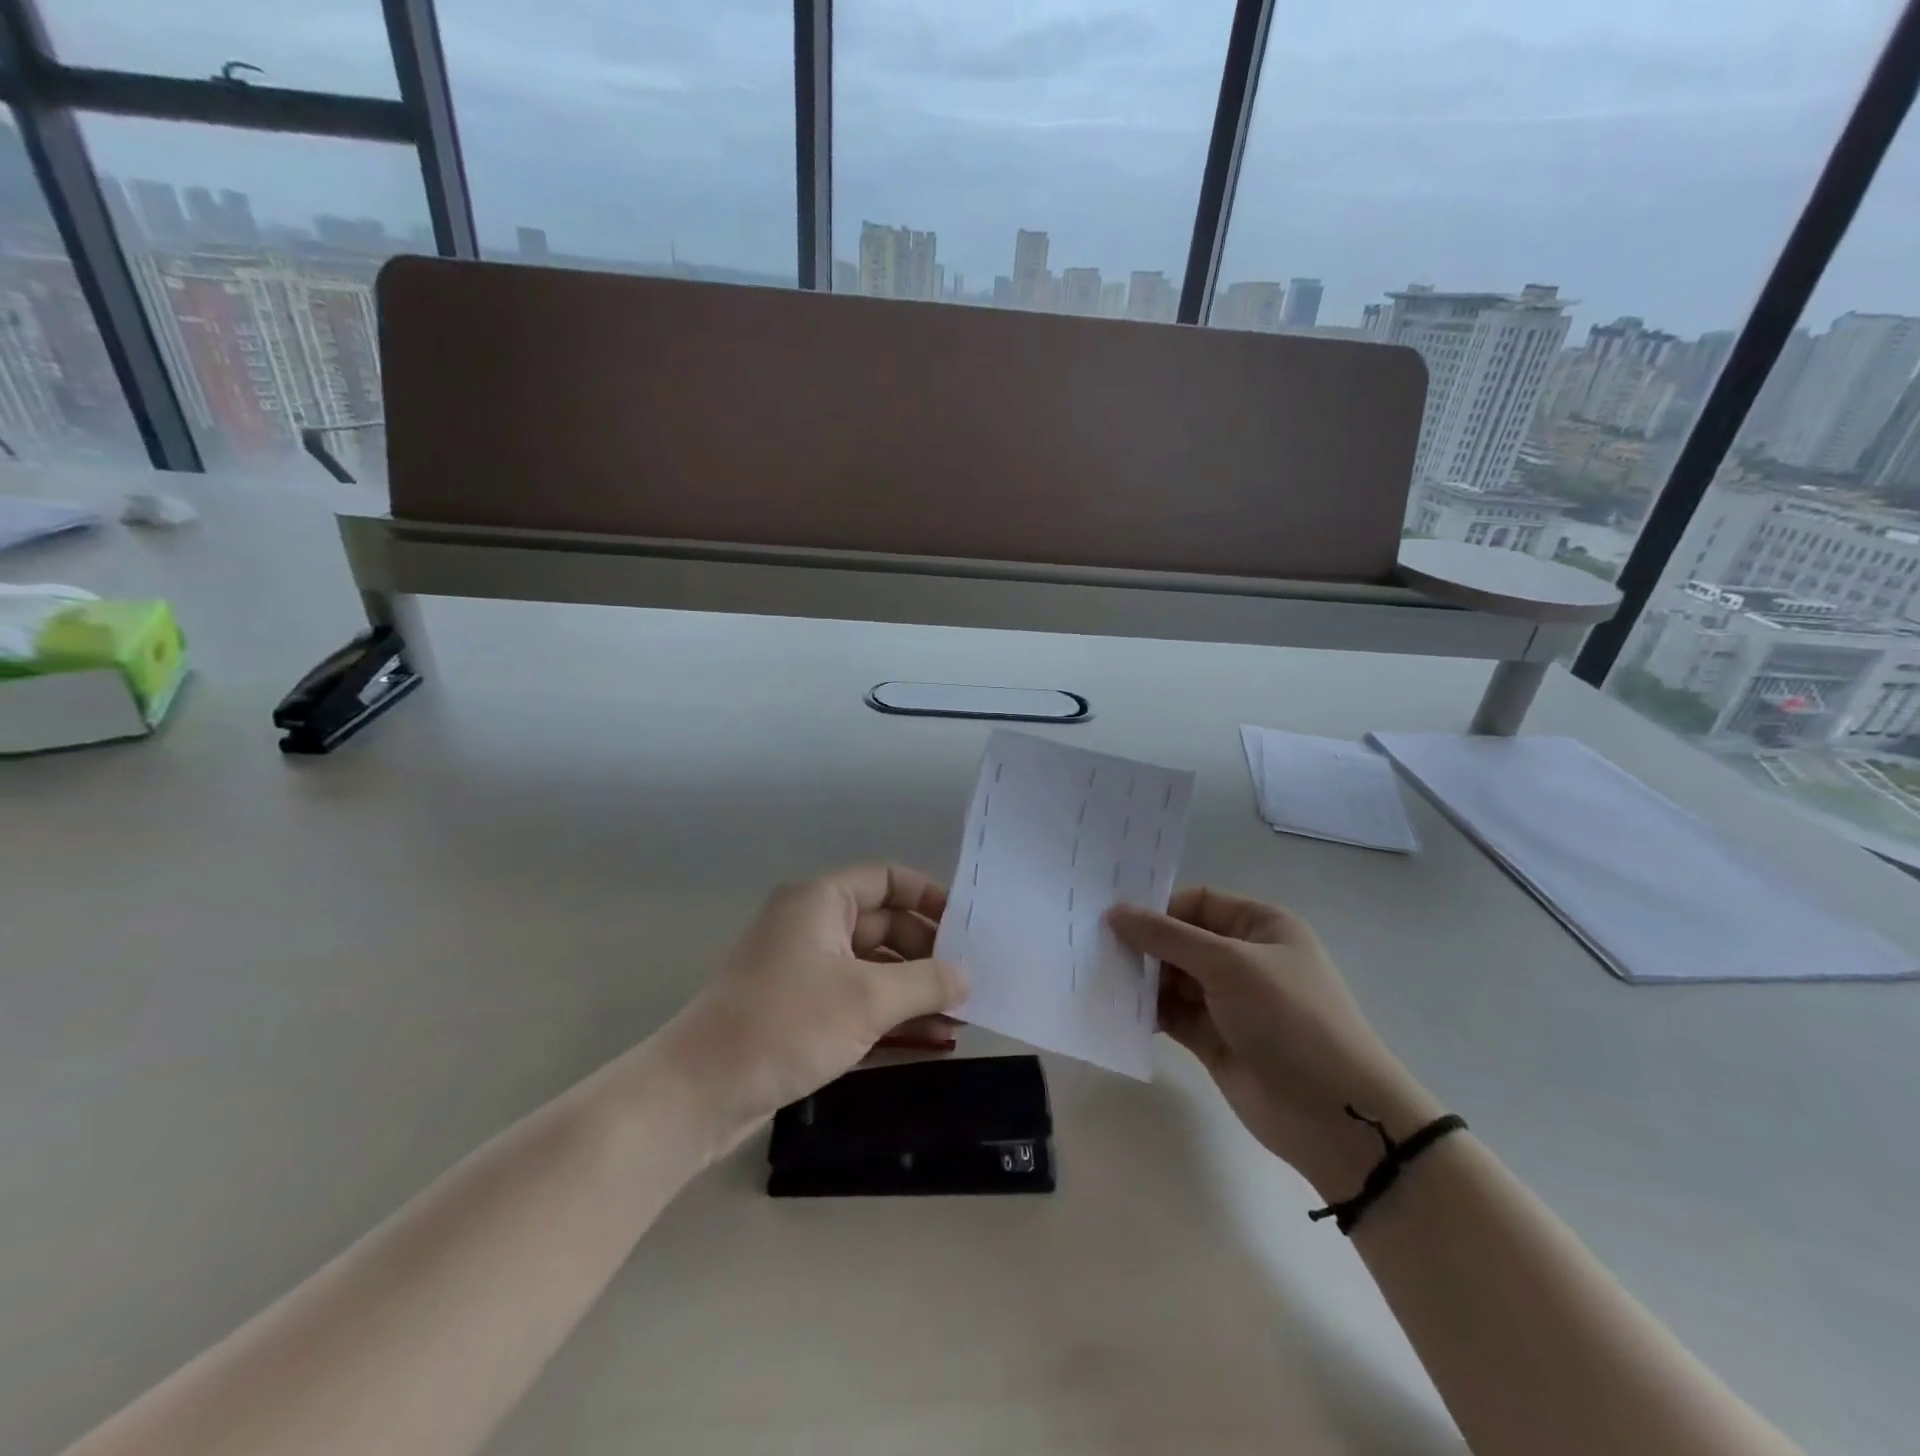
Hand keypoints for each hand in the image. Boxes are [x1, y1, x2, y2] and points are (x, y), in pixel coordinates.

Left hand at [662, 865, 968, 1148]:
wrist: (698, 1093)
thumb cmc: (785, 1024)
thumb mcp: (866, 999)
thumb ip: (925, 982)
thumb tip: (969, 974)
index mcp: (821, 901)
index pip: (887, 880)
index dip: (930, 897)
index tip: (968, 927)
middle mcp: (812, 926)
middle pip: (884, 925)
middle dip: (928, 953)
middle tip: (972, 982)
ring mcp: (805, 970)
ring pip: (874, 968)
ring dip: (915, 989)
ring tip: (962, 1015)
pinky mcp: (801, 1010)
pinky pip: (857, 1000)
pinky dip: (891, 1014)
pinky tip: (932, 1038)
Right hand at [1108, 888, 1442, 1197]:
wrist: (1336, 1115)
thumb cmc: (1290, 1019)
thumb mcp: (1229, 965)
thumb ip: (1168, 937)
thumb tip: (1114, 912)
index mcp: (1260, 926)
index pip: (1197, 902)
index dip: (1158, 908)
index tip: (1113, 920)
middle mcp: (1243, 958)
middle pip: (1180, 939)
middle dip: (1144, 945)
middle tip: (1096, 950)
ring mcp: (1228, 1001)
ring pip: (1171, 979)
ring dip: (1141, 980)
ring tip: (1102, 980)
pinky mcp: (1213, 1039)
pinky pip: (1171, 1015)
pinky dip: (1147, 1012)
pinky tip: (1116, 1011)